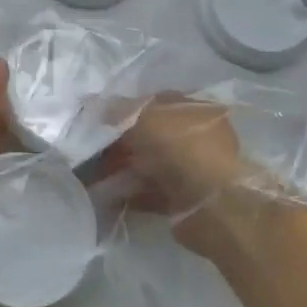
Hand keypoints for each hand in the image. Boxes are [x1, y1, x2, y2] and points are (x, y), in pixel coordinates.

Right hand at [99, 95, 272, 260]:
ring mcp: (193, 169)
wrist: (211, 204)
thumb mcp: (144, 117)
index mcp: (195, 109)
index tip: (100, 120)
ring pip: (150, 164)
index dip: (126, 109)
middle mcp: (197, 137)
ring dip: (124, 169)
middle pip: (151, 135)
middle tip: (94, 151)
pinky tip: (110, 196)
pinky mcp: (185, 199)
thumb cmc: (180, 148)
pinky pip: (152, 192)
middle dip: (121, 142)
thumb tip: (95, 104)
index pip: (155, 102)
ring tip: (96, 176)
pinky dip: (132, 193)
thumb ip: (118, 109)